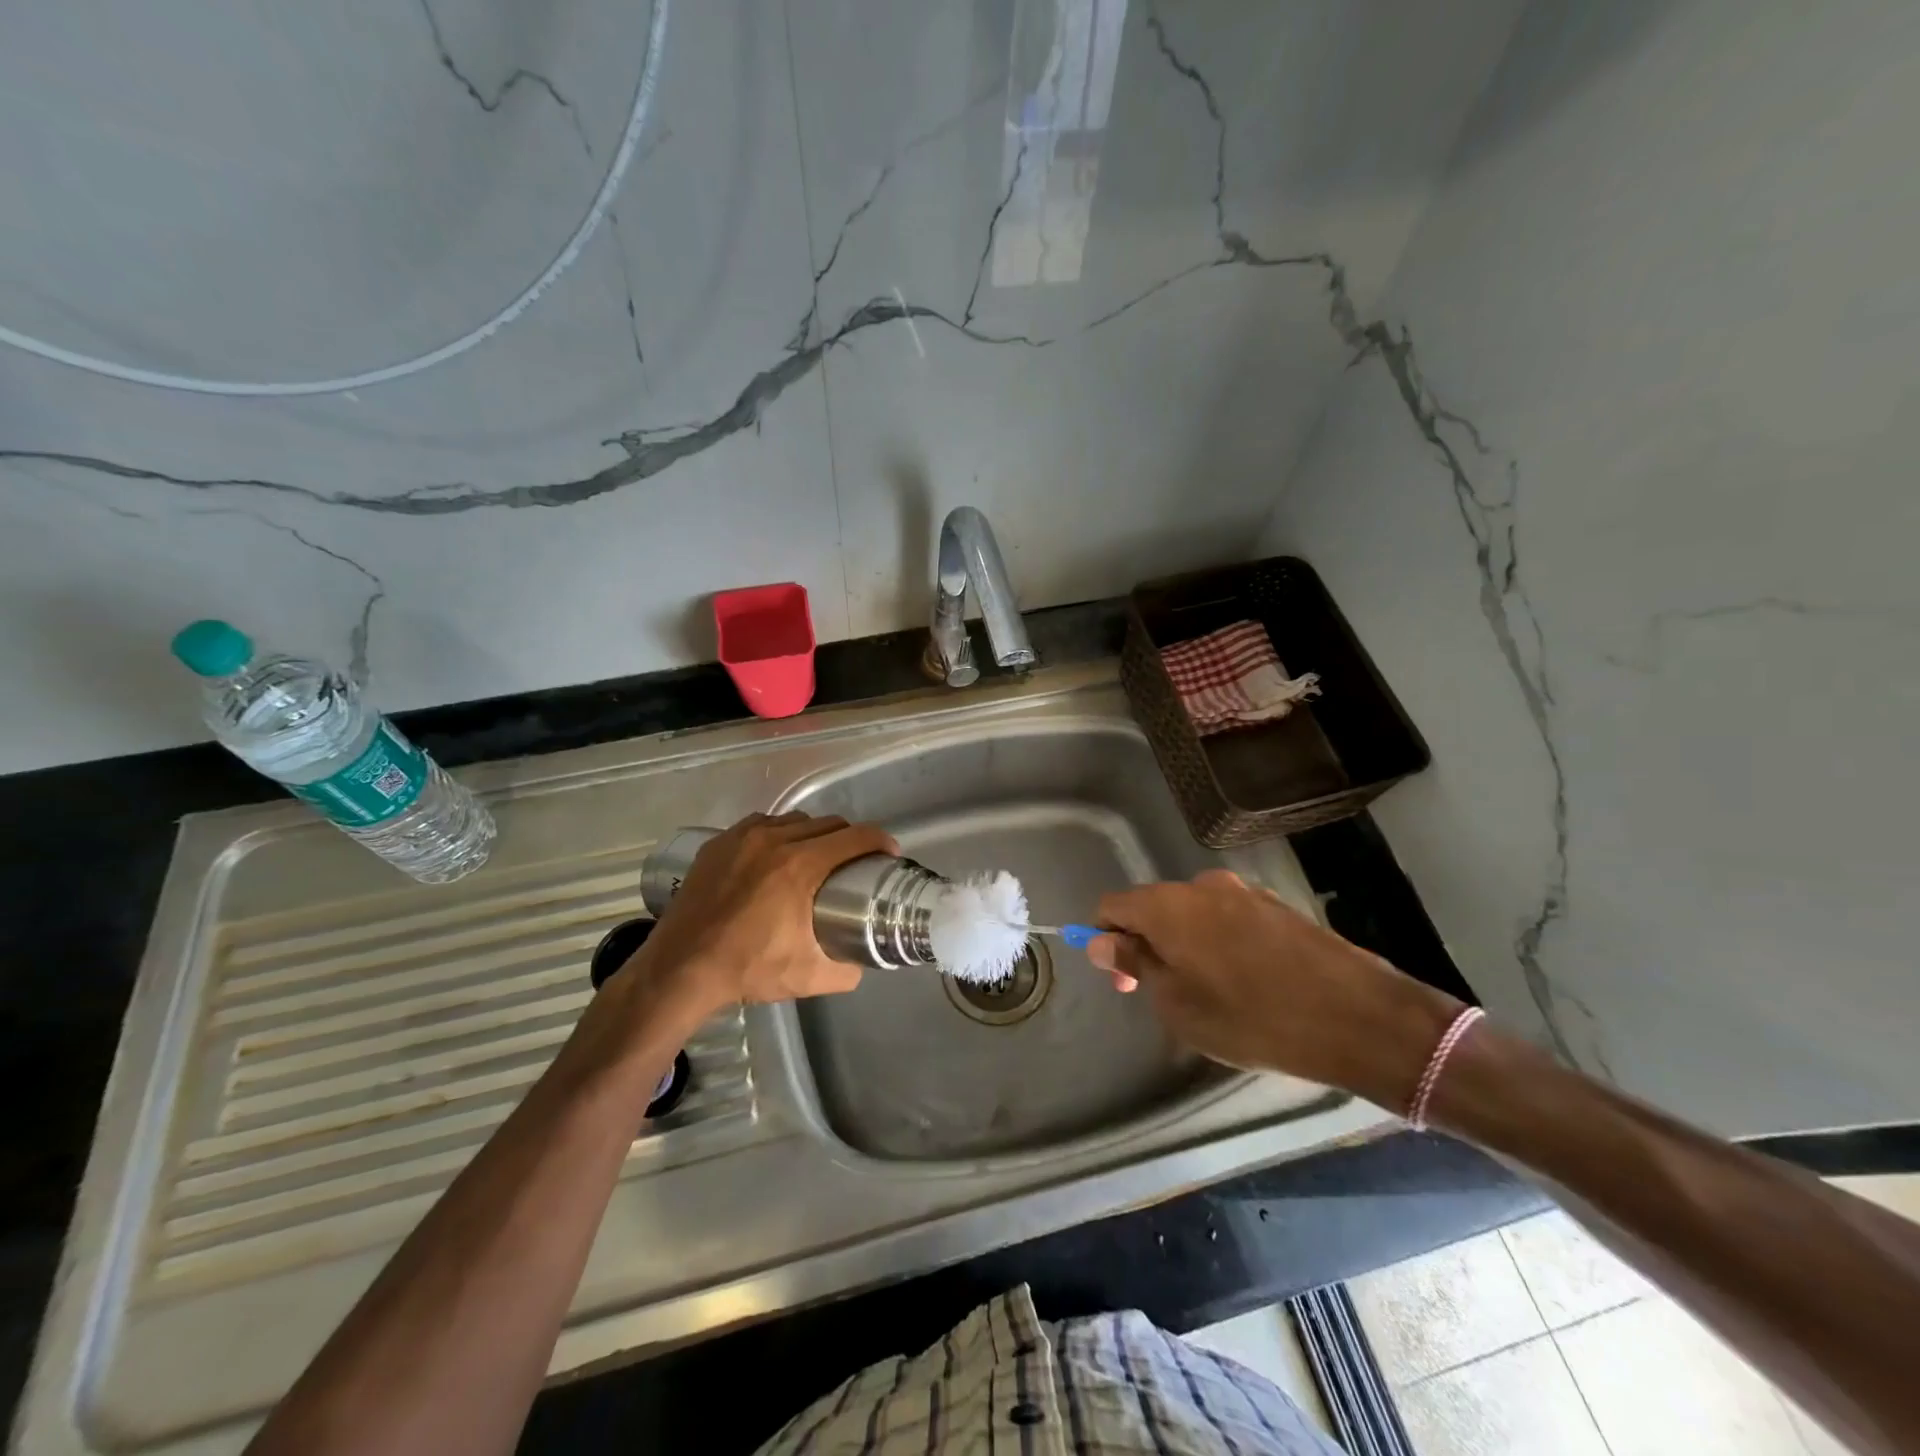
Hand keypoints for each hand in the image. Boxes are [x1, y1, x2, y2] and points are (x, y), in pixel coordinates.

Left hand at [629, 812, 897, 1015]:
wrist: (680, 969)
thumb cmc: (747, 969)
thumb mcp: (809, 977)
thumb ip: (847, 970)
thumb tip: (862, 962)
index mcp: (801, 866)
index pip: (855, 837)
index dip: (880, 841)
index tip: (889, 854)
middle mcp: (774, 840)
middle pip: (827, 824)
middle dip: (849, 839)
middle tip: (854, 863)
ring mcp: (742, 837)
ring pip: (794, 820)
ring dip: (813, 833)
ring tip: (815, 857)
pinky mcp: (719, 842)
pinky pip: (761, 824)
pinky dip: (778, 833)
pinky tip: (775, 854)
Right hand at [1086, 870, 1462, 1110]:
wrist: (1355, 1017)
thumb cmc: (1250, 1017)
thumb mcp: (1177, 1004)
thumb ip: (1135, 964)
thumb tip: (1102, 941)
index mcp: (1168, 905)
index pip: (1112, 905)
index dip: (1107, 940)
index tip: (1126, 980)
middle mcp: (1201, 885)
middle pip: (1153, 906)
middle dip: (1148, 943)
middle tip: (1166, 993)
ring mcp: (1244, 892)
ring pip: (1193, 913)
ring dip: (1187, 944)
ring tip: (1213, 992)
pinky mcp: (1277, 906)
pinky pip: (1229, 919)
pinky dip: (1221, 943)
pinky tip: (1248, 982)